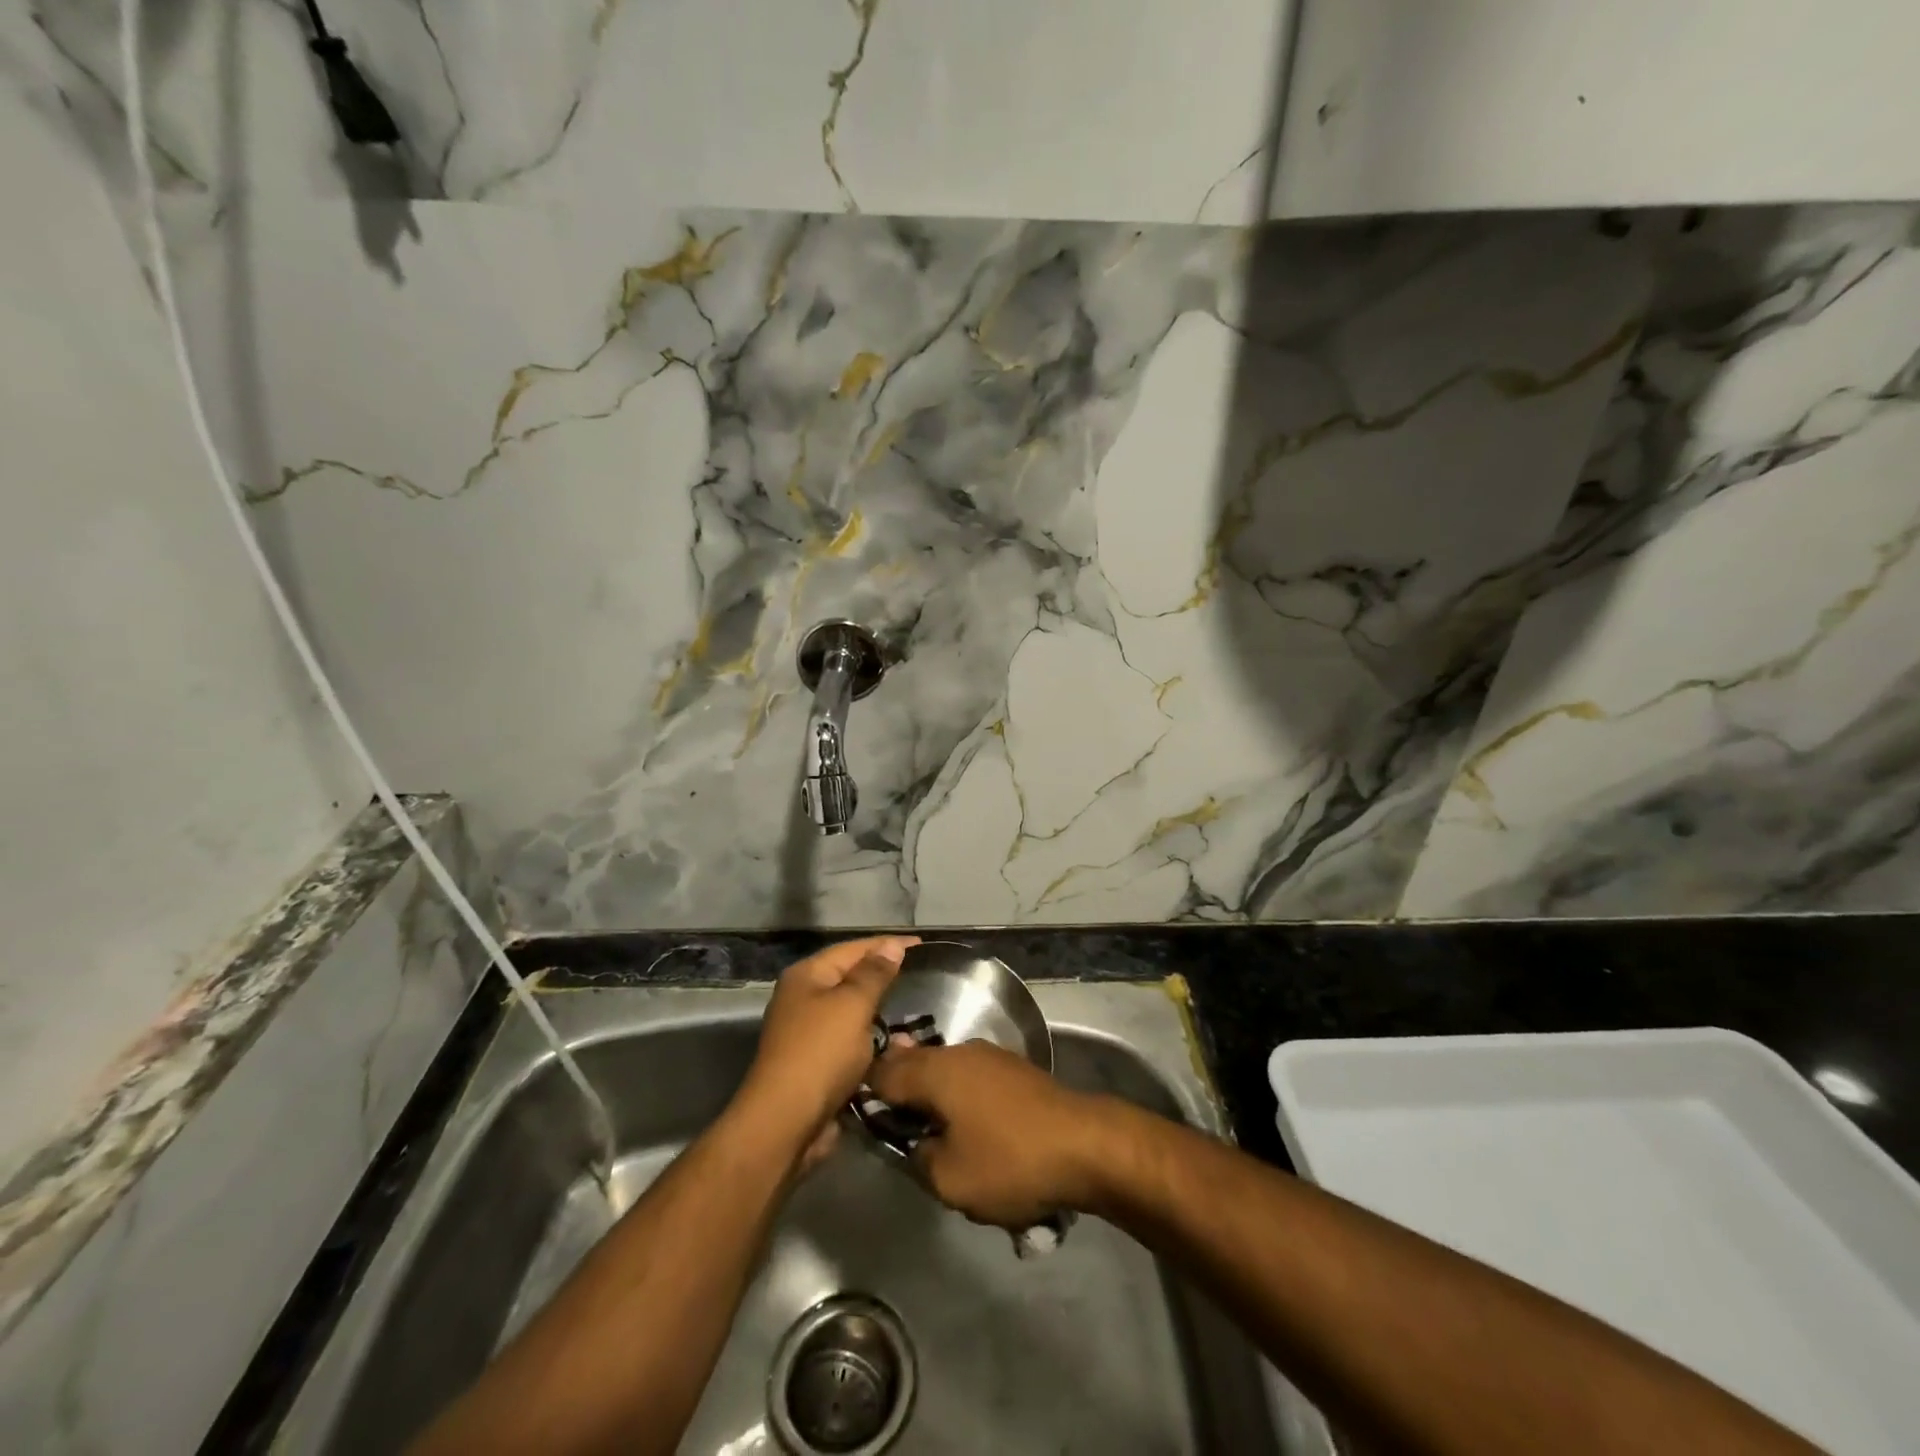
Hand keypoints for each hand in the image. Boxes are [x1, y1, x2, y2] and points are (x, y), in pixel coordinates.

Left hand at [736, 936, 919, 1156]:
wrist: (786, 1123)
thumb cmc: (821, 1053)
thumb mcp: (853, 1005)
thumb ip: (874, 974)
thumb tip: (892, 946)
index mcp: (807, 976)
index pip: (852, 949)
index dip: (887, 944)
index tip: (922, 945)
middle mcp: (804, 999)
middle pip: (850, 979)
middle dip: (884, 978)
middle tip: (923, 976)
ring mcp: (809, 1034)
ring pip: (853, 1014)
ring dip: (882, 1014)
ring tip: (917, 1010)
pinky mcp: (818, 1065)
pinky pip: (852, 1044)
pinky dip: (874, 1044)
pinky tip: (899, 1047)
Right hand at [867, 1041, 1116, 1227]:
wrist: (1086, 1145)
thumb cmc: (1010, 1161)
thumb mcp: (949, 1179)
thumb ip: (917, 1157)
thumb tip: (914, 1143)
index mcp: (935, 1070)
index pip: (882, 1072)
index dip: (866, 1094)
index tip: (860, 1119)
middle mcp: (958, 1051)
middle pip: (913, 1065)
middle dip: (899, 1093)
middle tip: (895, 1131)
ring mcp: (989, 1056)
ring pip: (944, 1070)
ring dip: (932, 1096)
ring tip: (932, 1135)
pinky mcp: (1013, 1069)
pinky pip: (970, 1078)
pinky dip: (959, 1097)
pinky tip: (968, 1127)